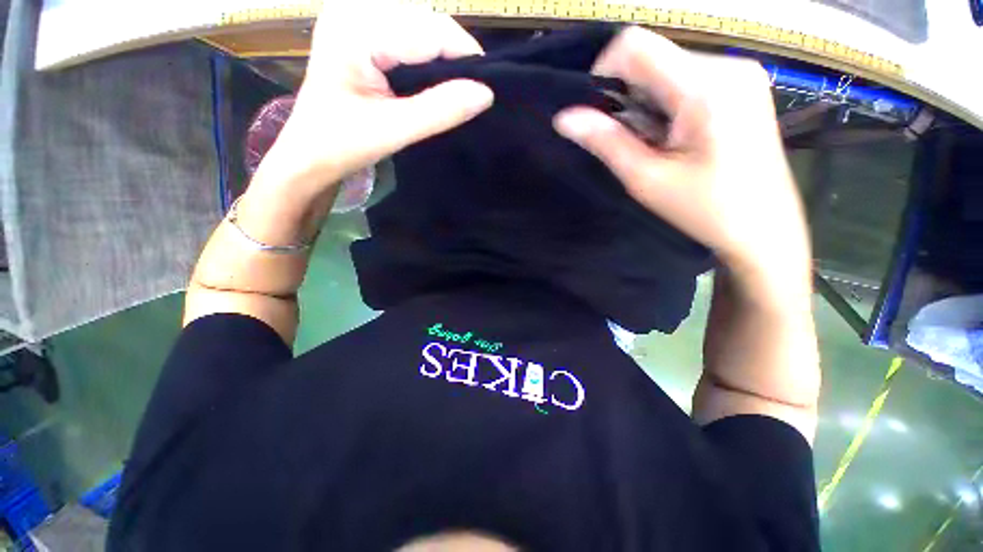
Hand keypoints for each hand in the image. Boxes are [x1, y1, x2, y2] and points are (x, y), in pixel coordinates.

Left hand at [256, 3, 493, 197]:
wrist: (309, 153)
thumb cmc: (342, 144)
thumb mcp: (395, 129)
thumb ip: (440, 110)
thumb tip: (486, 94)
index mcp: (357, 28)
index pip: (430, 29)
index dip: (465, 56)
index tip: (489, 89)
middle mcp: (354, 8)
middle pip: (426, 21)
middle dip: (454, 57)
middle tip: (473, 93)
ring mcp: (355, 15)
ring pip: (420, 26)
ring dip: (443, 57)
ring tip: (456, 89)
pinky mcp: (360, 30)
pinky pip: (407, 34)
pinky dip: (427, 57)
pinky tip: (433, 80)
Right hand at [554, 27, 810, 291]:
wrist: (765, 229)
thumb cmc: (706, 210)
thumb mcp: (646, 179)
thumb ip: (606, 141)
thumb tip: (564, 117)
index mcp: (705, 87)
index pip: (635, 45)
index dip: (604, 72)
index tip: (597, 113)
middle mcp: (727, 65)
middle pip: (652, 58)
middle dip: (629, 97)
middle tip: (633, 142)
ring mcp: (740, 72)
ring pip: (667, 69)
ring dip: (647, 104)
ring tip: (657, 145)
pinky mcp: (743, 85)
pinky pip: (688, 79)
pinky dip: (667, 104)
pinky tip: (675, 137)